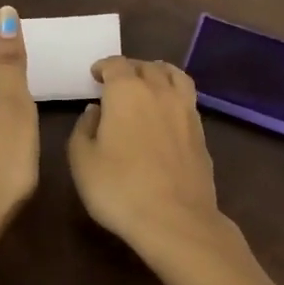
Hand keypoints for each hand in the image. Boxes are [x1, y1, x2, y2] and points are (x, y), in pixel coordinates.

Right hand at [68, 53, 283, 284]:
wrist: (175, 220)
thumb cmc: (120, 188)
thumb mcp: (82, 160)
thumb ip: (83, 128)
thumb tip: (95, 111)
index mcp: (126, 91)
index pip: (115, 64)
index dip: (103, 66)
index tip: (95, 75)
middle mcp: (159, 91)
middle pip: (147, 67)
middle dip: (130, 69)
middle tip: (117, 81)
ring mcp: (185, 110)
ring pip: (174, 76)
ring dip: (158, 73)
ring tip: (149, 83)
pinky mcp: (201, 131)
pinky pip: (187, 98)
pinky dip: (174, 95)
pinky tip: (167, 111)